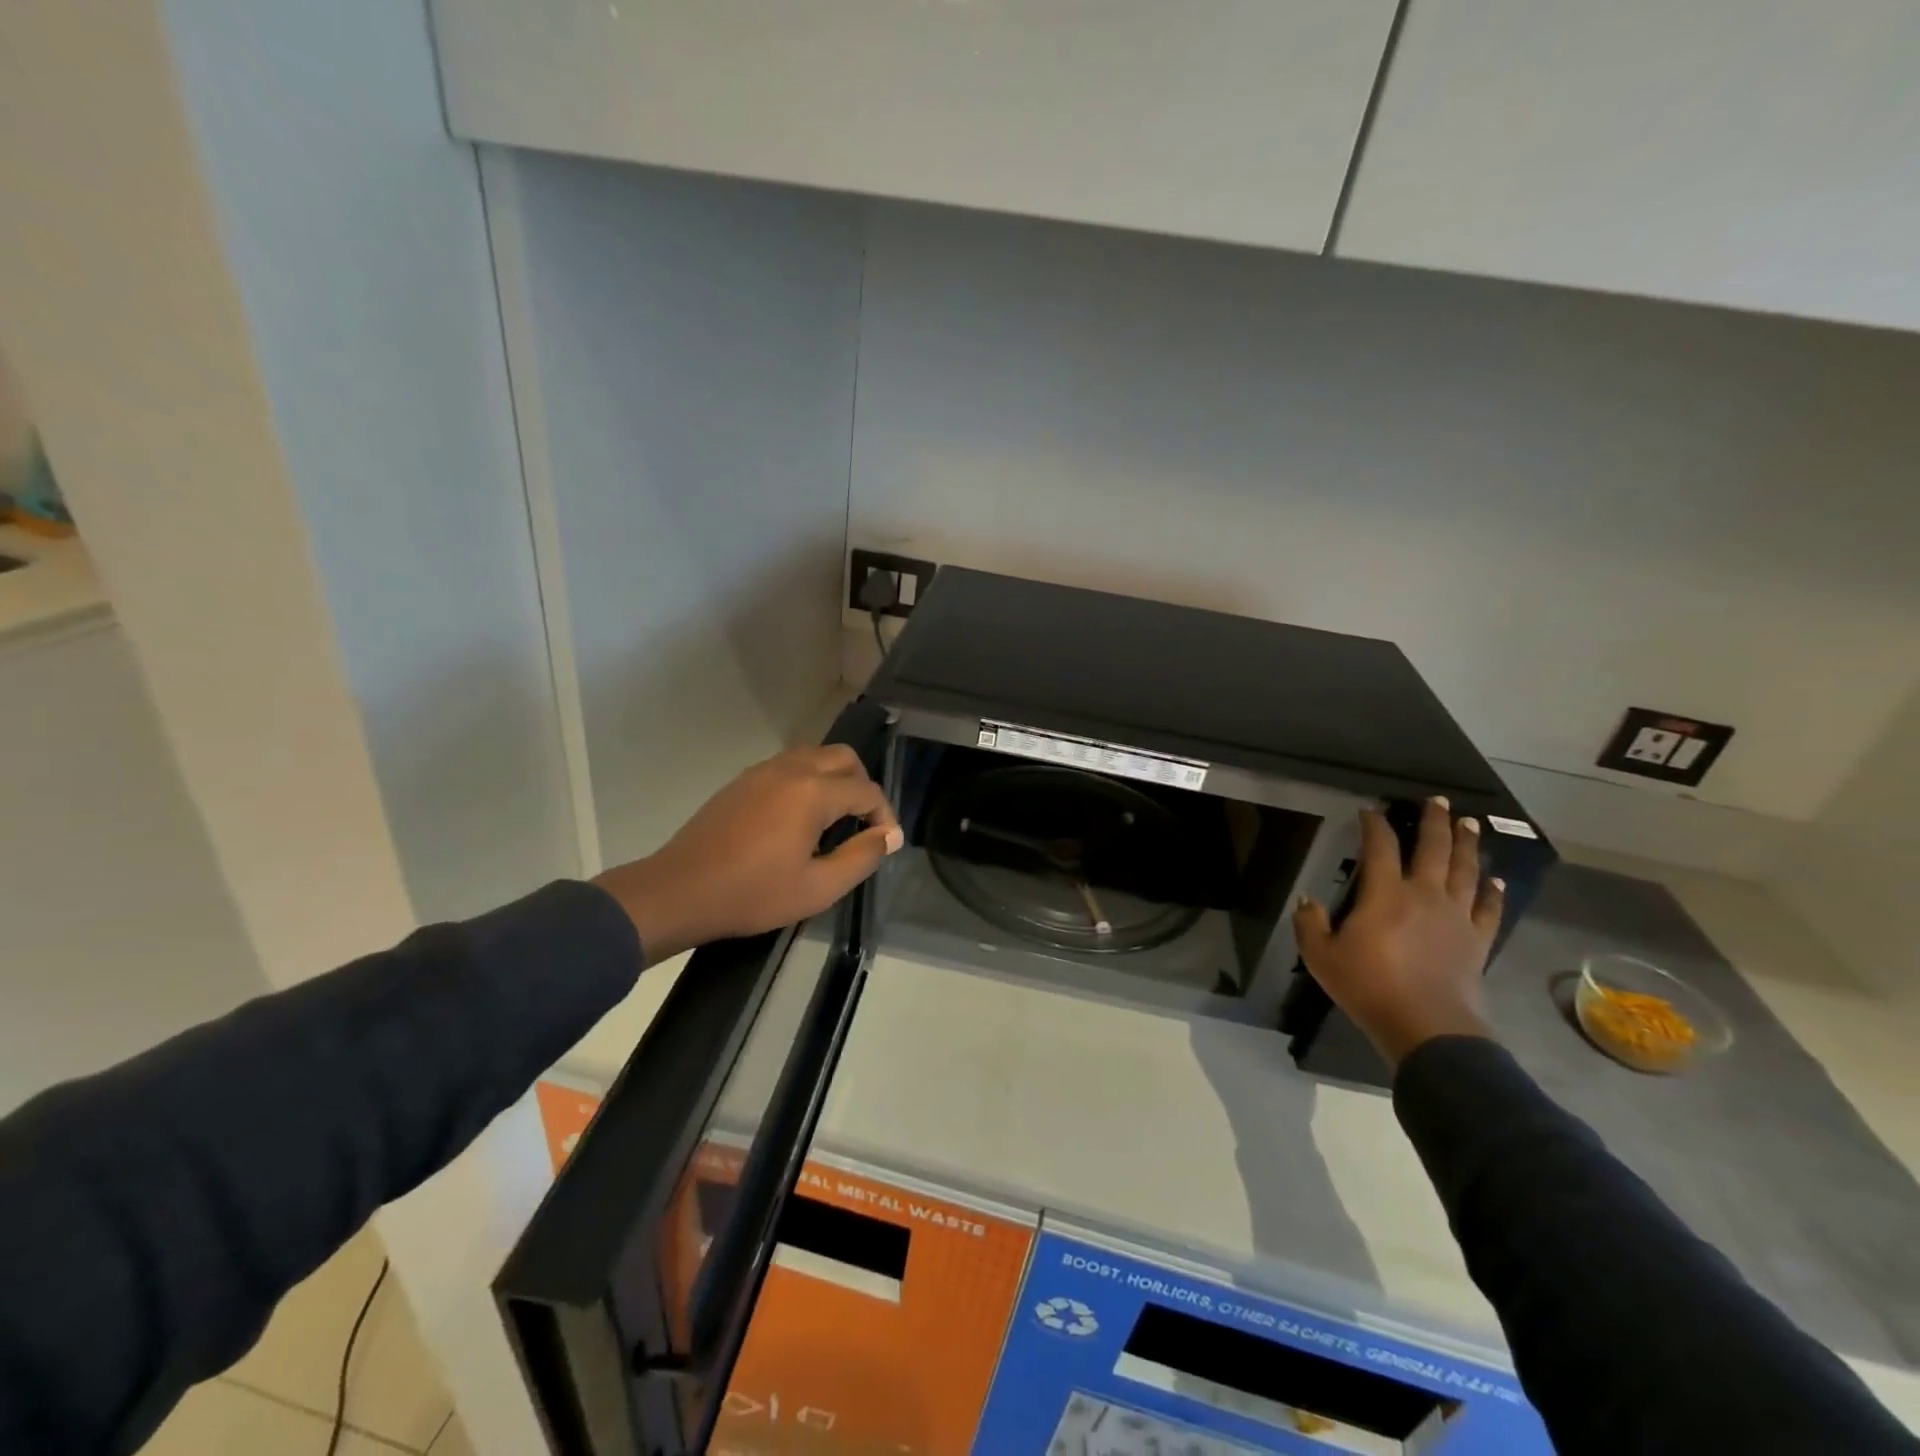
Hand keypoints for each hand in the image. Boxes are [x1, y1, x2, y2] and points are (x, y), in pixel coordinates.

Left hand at [593, 745, 903, 966]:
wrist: (679, 891)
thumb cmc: (753, 894)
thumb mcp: (818, 888)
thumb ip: (861, 857)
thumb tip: (887, 836)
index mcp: (813, 792)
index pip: (866, 791)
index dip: (884, 816)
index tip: (886, 843)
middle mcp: (791, 769)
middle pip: (844, 758)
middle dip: (863, 786)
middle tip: (863, 823)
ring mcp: (763, 770)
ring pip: (815, 756)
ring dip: (835, 778)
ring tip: (836, 818)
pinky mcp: (743, 780)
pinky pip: (789, 765)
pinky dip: (808, 780)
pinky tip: (800, 816)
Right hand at [1293, 797, 1504, 1069]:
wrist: (1426, 1027)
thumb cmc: (1368, 987)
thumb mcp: (1321, 956)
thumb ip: (1310, 923)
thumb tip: (1307, 900)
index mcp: (1385, 894)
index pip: (1380, 847)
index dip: (1374, 825)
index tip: (1370, 810)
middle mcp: (1425, 894)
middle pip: (1434, 848)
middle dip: (1434, 821)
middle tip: (1438, 801)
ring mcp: (1456, 916)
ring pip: (1466, 871)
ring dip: (1468, 845)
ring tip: (1470, 824)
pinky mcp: (1477, 940)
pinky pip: (1489, 909)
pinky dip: (1493, 893)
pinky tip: (1495, 881)